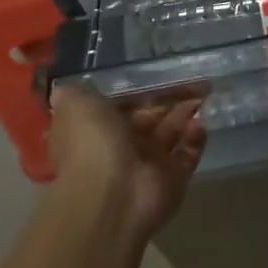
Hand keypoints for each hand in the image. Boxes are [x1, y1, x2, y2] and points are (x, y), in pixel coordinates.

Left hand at [47, 85, 207, 239]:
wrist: (112, 195)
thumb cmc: (91, 143)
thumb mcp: (73, 106)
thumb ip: (73, 94)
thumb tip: (63, 88)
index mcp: (96, 131)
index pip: (120, 106)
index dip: (138, 91)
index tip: (157, 71)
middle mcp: (121, 149)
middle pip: (150, 118)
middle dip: (169, 100)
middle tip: (193, 79)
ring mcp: (148, 166)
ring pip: (171, 134)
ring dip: (185, 114)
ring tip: (204, 92)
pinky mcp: (172, 180)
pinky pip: (188, 155)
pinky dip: (196, 139)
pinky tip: (200, 123)